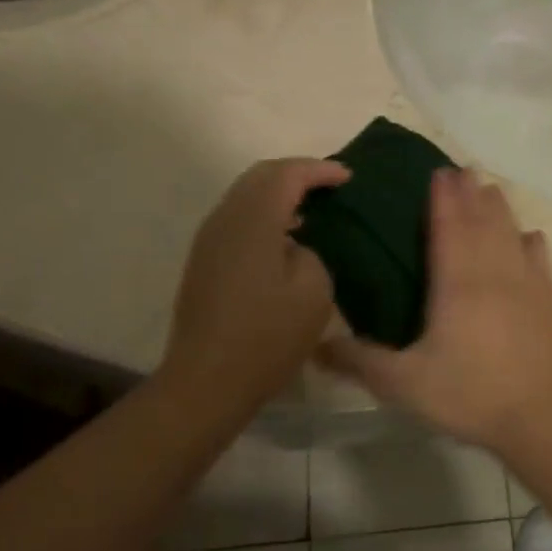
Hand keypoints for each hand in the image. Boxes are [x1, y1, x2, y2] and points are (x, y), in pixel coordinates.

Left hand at [161, 158, 348, 413]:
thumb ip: (311, 254)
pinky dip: (263, 216)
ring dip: (277, 195)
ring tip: (311, 211)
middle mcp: (225, 220)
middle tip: (328, 186)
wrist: (208, 380)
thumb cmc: (268, 337)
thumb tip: (294, 248)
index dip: (319, 170)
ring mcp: (209, 241)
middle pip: (260, 176)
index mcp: (254, 221)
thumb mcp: (314, 292)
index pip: (287, 174)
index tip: (347, 177)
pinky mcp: (204, 263)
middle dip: (296, 174)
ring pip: (244, 197)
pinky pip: (237, 221)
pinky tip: (283, 240)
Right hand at [320, 168, 551, 450]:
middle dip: (470, 193)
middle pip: (481, 221)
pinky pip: (540, 258)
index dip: (442, 199)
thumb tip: (316, 346)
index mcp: (457, 283)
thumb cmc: (469, 395)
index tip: (438, 173)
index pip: (449, 227)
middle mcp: (493, 272)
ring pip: (510, 232)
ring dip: (498, 208)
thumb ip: (360, 362)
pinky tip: (529, 236)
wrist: (539, 417)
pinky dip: (530, 241)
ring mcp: (526, 283)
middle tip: (461, 171)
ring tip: (489, 189)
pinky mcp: (548, 300)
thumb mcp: (404, 384)